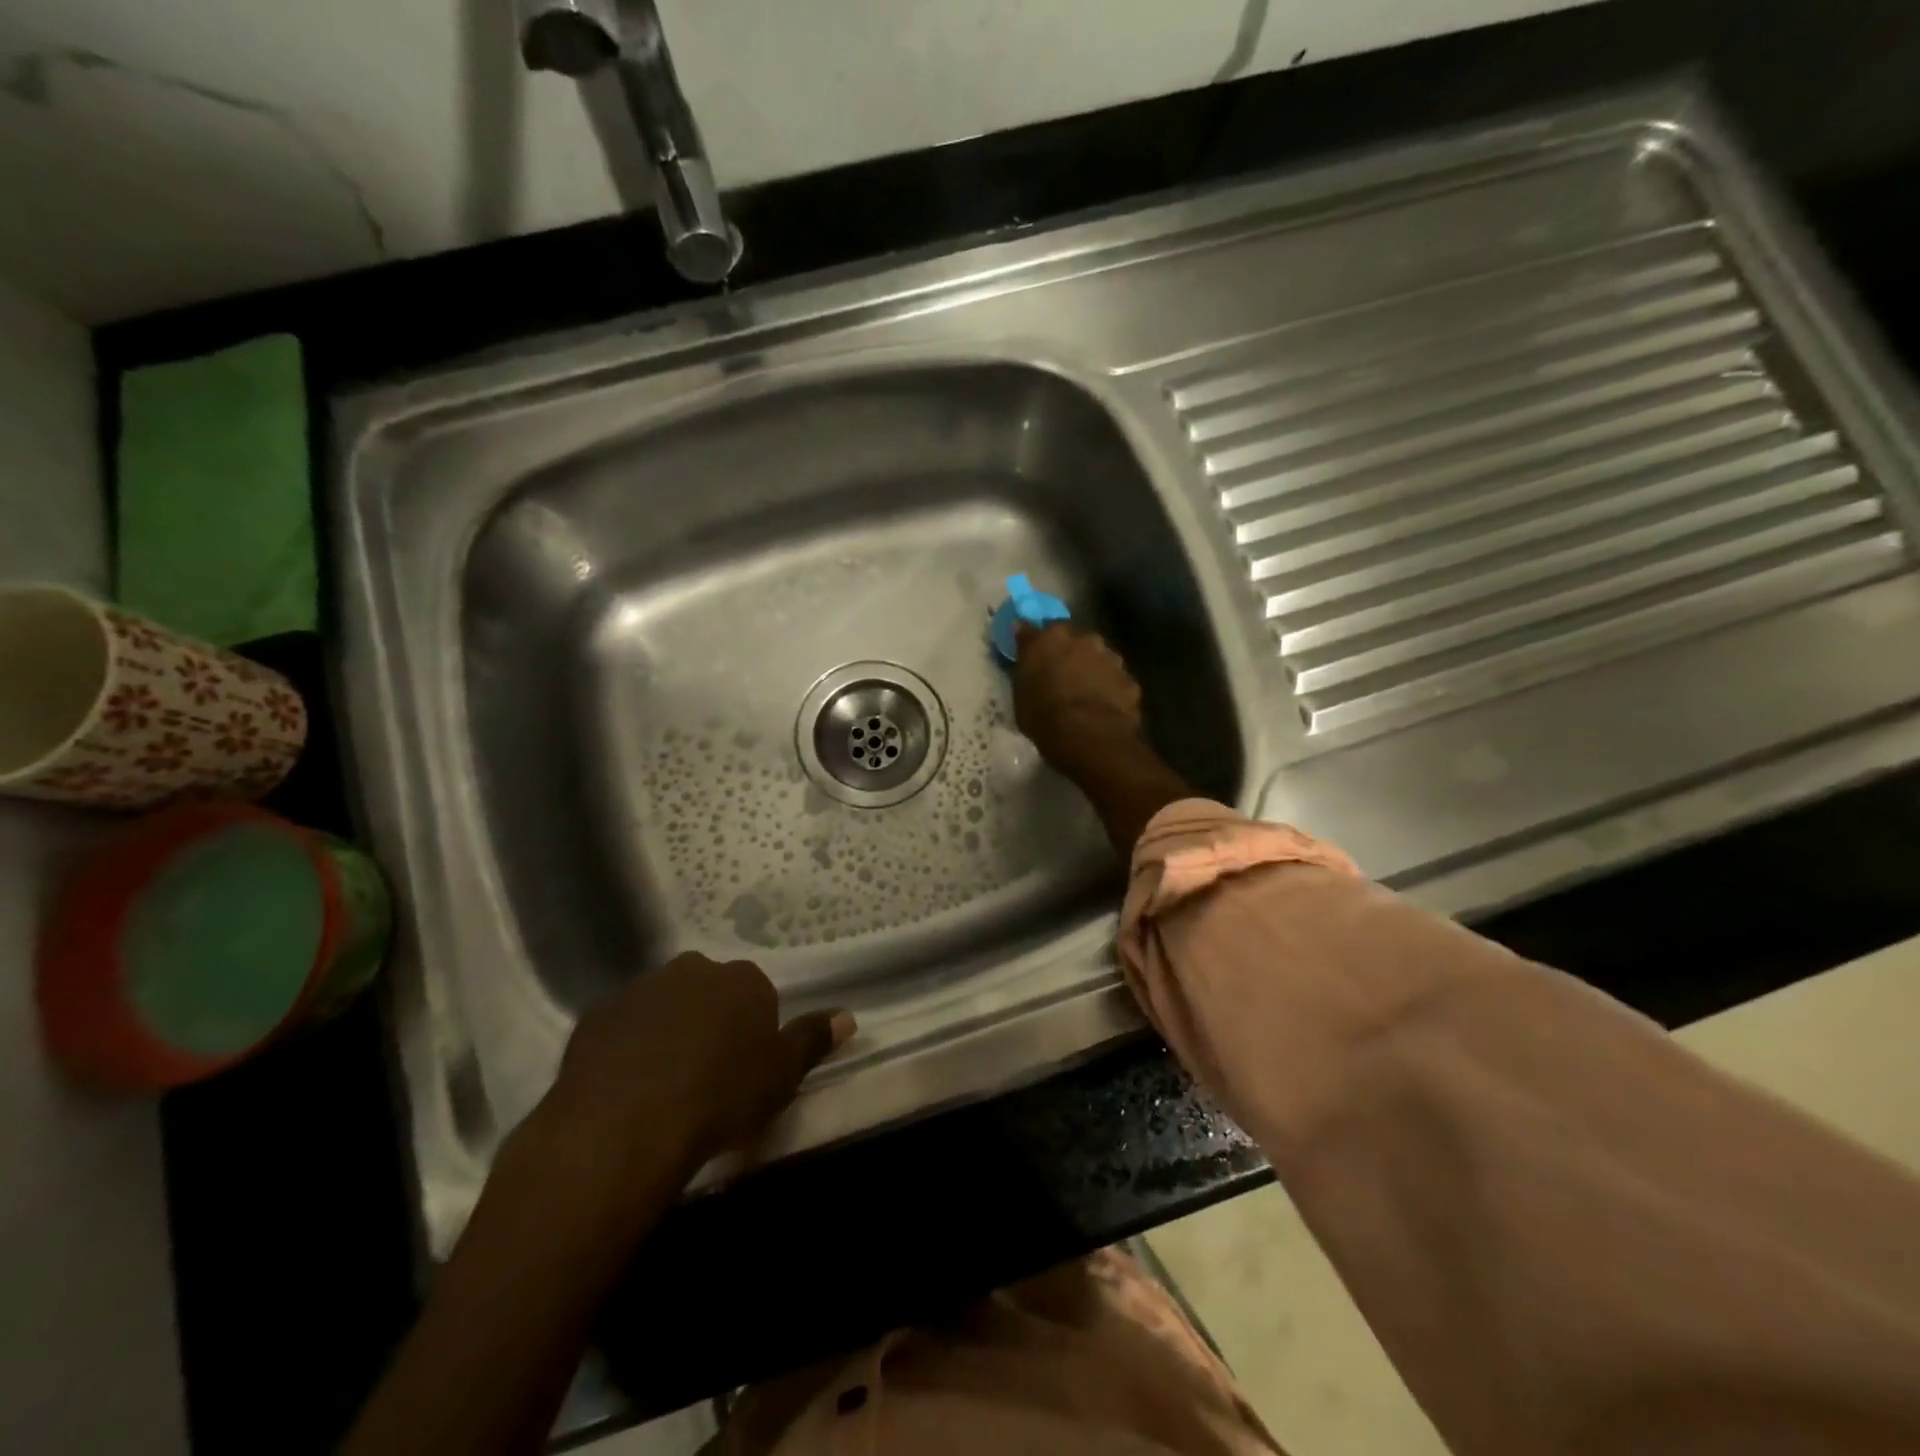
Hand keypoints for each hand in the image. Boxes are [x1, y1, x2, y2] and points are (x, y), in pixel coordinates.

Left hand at [543, 953, 853, 1180]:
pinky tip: (624, 1085)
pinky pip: (622, 1026)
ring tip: (662, 1083)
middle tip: (705, 1073)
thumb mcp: (781, 1076)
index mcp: (742, 980)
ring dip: (667, 1030)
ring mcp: (641, 988)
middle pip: (708, 991)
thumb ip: (812, 1040)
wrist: (624, 1126)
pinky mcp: (597, 1015)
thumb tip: (848, 1016)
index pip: (756, 995)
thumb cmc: (719, 1098)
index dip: (752, 1031)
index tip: (744, 1068)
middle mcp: (694, 970)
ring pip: (663, 1004)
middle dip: (709, 1020)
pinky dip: (627, 1046)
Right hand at [1013, 622, 1144, 774]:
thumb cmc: (1043, 714)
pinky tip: (1102, 709)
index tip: (1032, 653)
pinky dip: (1110, 690)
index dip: (1036, 642)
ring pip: (1100, 659)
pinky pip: (1116, 682)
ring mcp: (1111, 659)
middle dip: (1070, 653)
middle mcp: (1084, 640)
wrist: (1088, 735)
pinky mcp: (1129, 681)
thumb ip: (1026, 661)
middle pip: (1075, 640)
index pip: (1037, 629)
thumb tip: (1022, 634)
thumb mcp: (1020, 692)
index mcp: (1051, 638)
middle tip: (1062, 675)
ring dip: (1093, 670)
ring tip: (1084, 695)